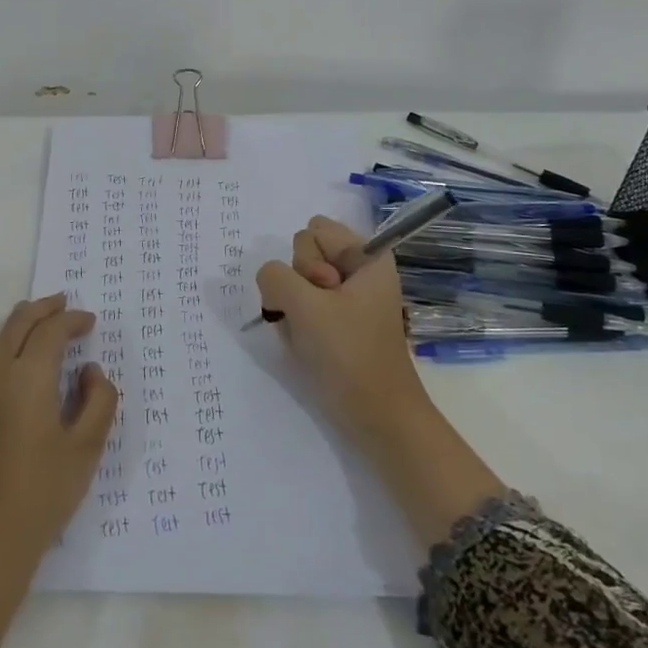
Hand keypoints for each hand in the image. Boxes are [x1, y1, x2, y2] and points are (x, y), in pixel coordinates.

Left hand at [0, 293, 119, 583]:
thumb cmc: (41, 495)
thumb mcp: (86, 449)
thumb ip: (99, 401)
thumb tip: (89, 371)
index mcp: (27, 376)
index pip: (51, 330)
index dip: (72, 319)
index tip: (90, 322)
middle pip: (17, 323)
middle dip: (43, 309)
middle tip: (63, 304)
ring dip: (19, 325)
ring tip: (39, 326)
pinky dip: (0, 348)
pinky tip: (10, 364)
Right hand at [255, 216, 433, 451]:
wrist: (378, 417)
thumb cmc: (350, 355)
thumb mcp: (305, 307)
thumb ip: (275, 277)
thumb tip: (269, 279)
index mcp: (367, 256)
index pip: (313, 230)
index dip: (309, 260)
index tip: (324, 292)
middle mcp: (358, 270)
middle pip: (303, 252)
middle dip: (298, 283)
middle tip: (317, 315)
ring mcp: (349, 297)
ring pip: (298, 281)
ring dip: (294, 306)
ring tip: (312, 335)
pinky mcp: (340, 322)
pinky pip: (303, 305)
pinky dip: (298, 322)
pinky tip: (308, 345)